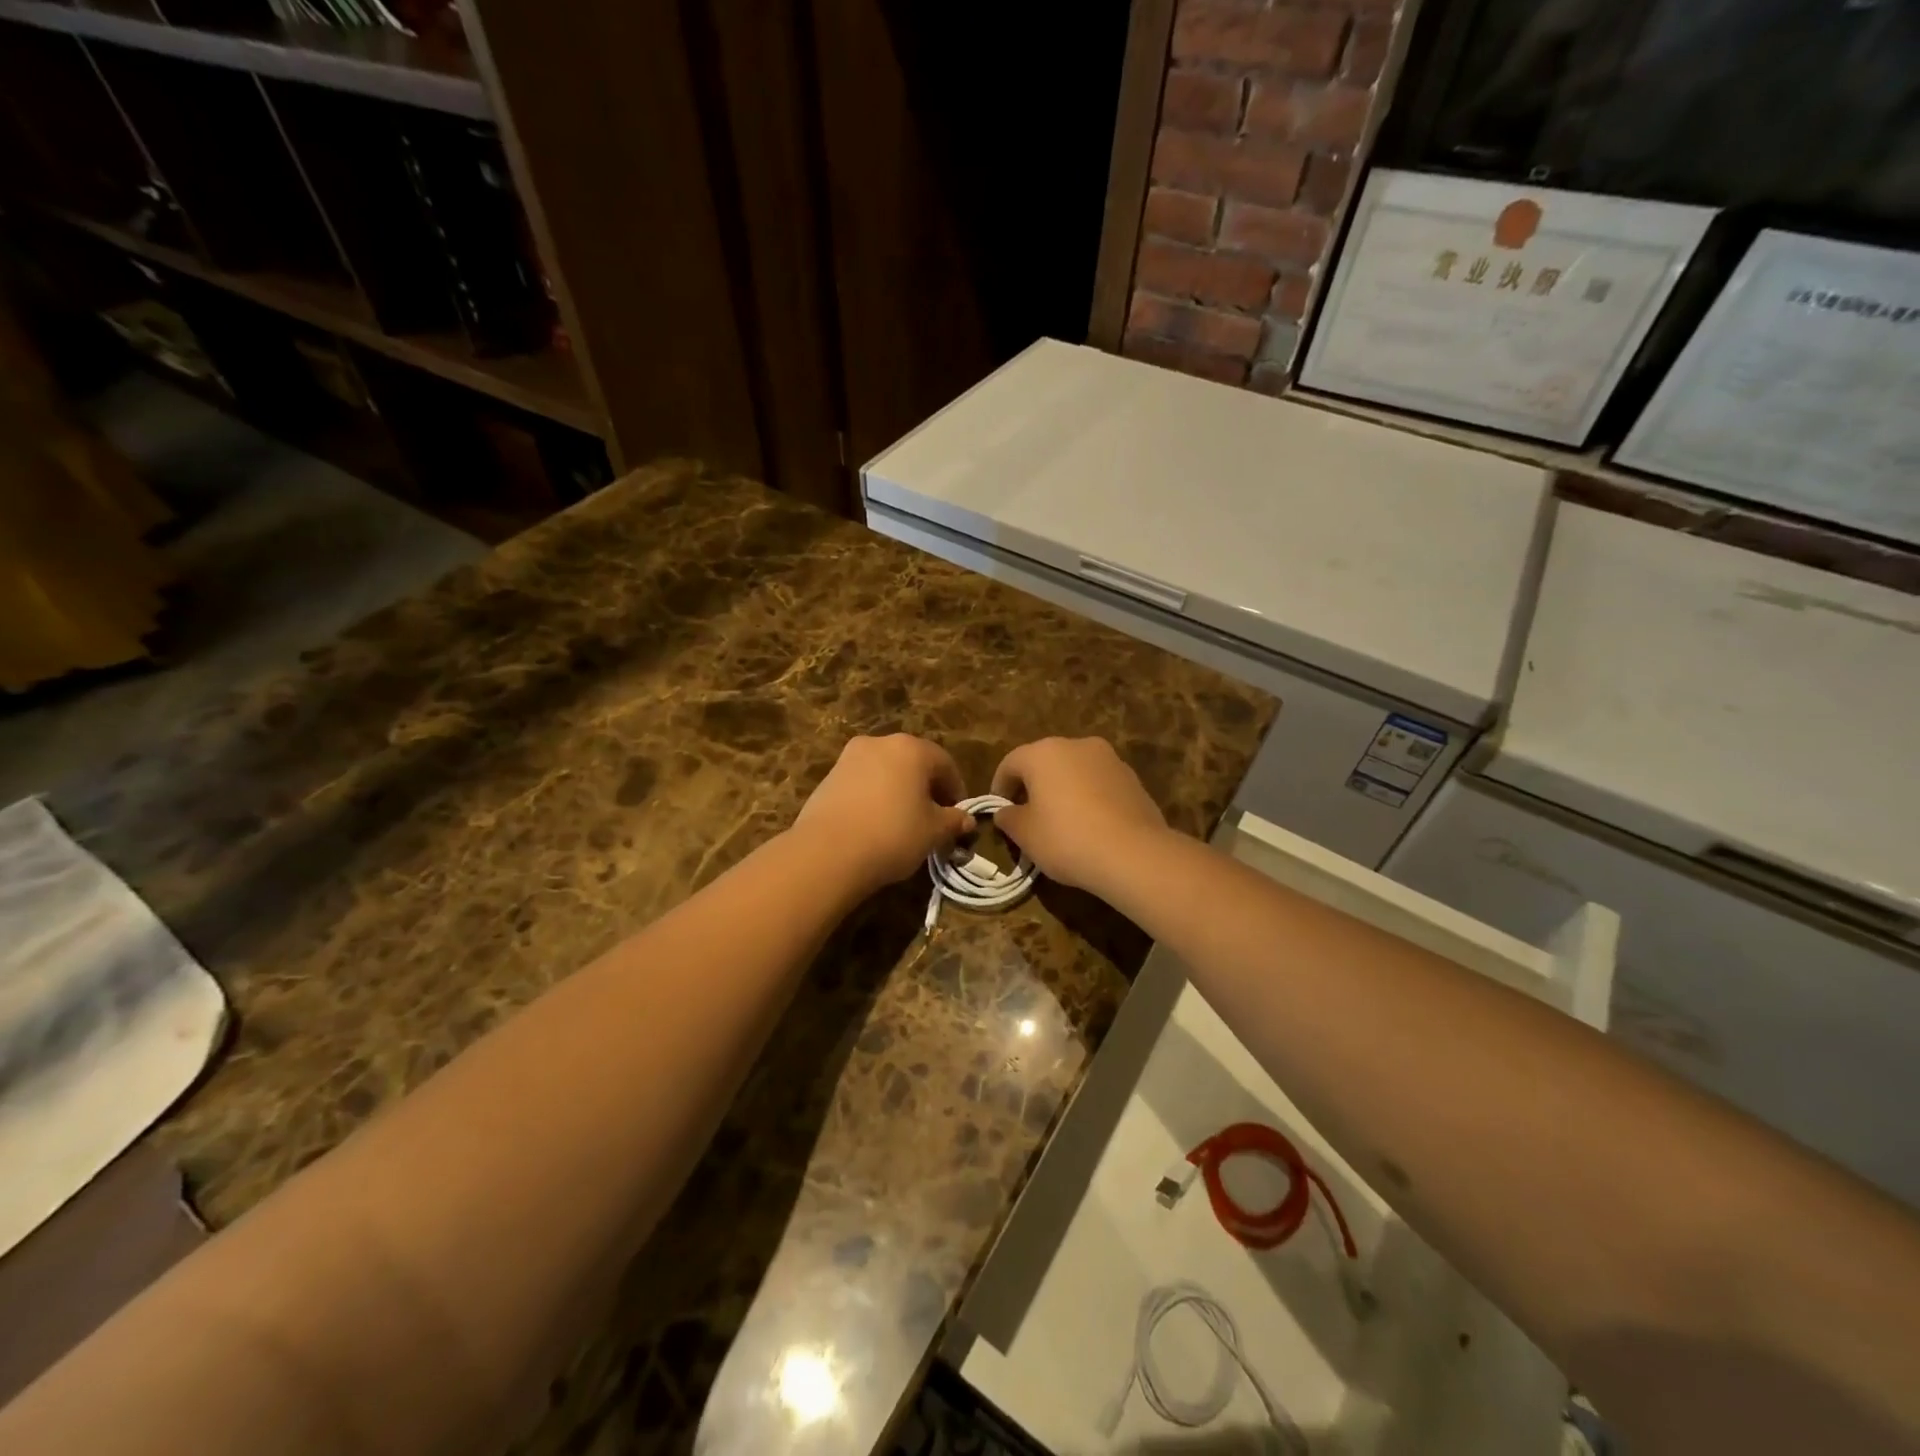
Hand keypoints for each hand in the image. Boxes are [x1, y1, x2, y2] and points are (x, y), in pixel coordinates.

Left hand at [794, 735, 975, 892]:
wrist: (827, 852)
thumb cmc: (892, 835)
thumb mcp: (933, 832)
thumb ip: (953, 821)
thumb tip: (967, 820)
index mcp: (912, 749)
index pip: (945, 763)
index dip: (956, 789)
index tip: (957, 815)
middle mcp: (880, 743)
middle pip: (913, 762)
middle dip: (926, 787)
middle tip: (932, 817)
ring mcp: (849, 757)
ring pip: (886, 771)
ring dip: (899, 790)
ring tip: (903, 822)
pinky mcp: (828, 777)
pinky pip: (862, 782)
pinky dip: (874, 797)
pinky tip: (875, 824)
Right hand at [990, 738, 1168, 893]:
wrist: (1133, 854)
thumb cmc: (1067, 838)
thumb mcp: (1025, 834)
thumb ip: (1008, 818)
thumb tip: (1005, 812)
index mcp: (1043, 752)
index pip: (1010, 763)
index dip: (1000, 787)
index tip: (1000, 811)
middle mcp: (1076, 745)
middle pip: (1044, 761)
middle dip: (1033, 785)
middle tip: (1027, 814)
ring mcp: (1109, 759)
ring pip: (1074, 770)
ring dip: (1063, 788)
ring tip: (1060, 820)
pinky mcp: (1132, 778)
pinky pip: (1099, 783)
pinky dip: (1088, 797)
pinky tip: (1089, 824)